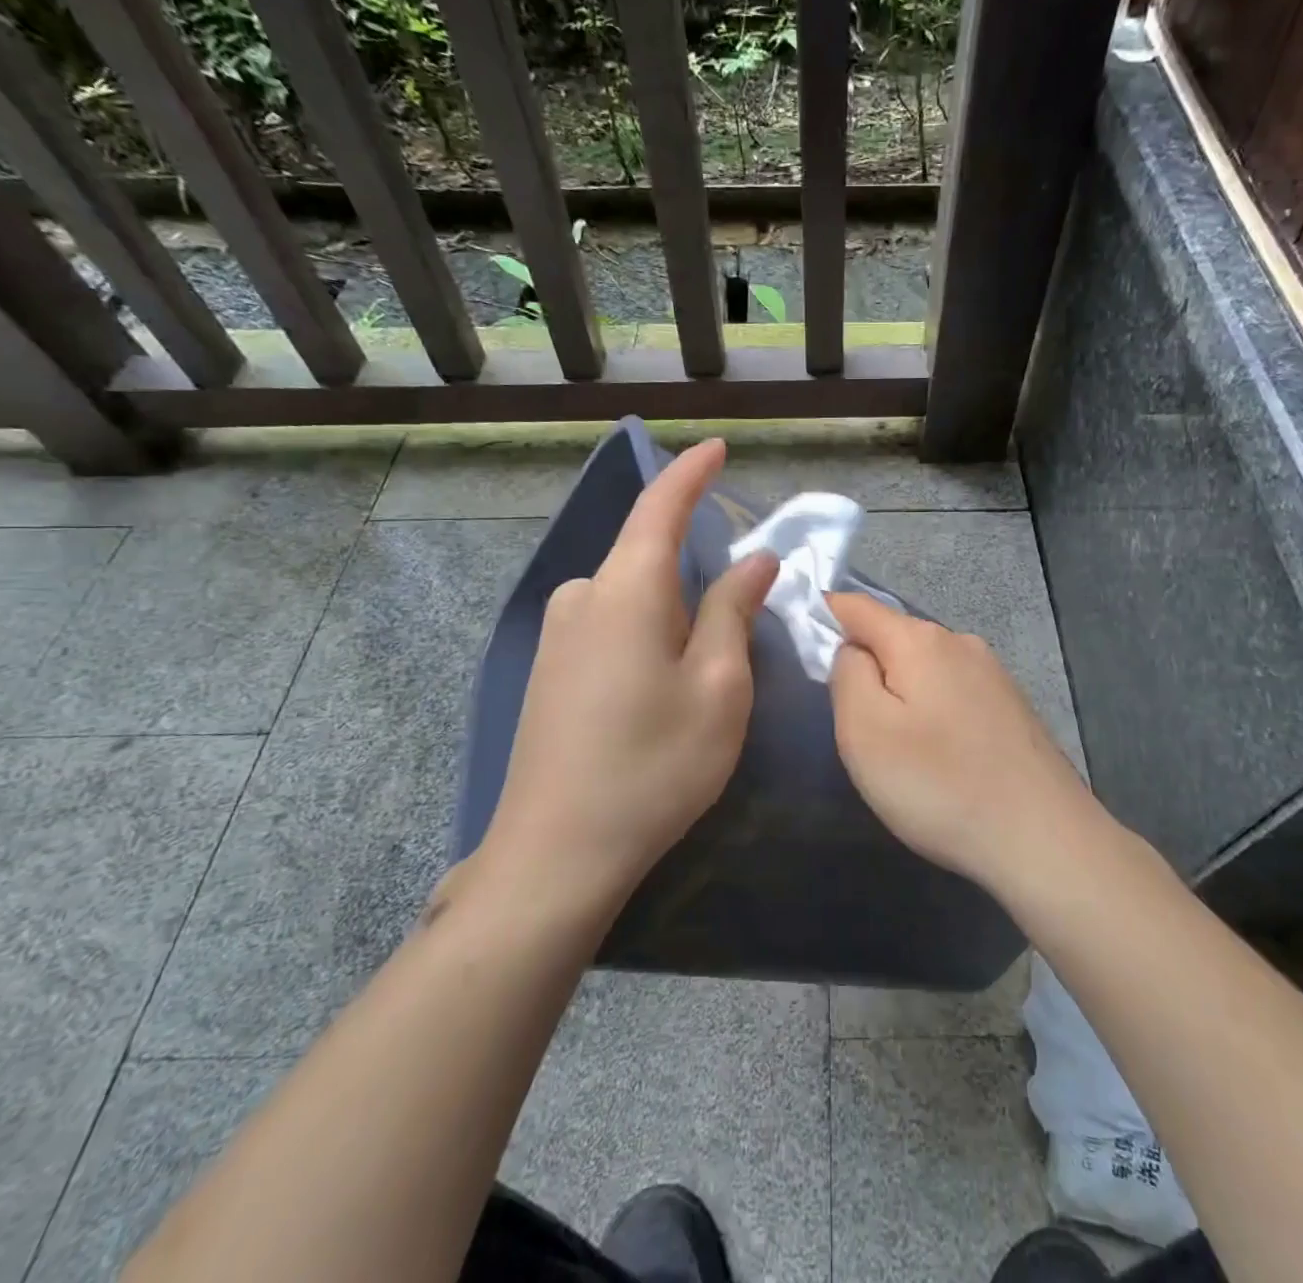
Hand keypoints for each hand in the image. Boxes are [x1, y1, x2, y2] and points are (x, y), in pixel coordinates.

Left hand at [472, 440, 778, 908]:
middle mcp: (582, 597)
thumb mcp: (717, 688)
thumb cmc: (654, 766)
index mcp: (626, 590)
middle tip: (733, 635)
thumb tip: (755, 560)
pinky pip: (608, 627)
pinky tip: (654, 694)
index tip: (716, 447)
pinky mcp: (547, 671)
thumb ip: (733, 612)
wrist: (555, 855)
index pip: (660, 508)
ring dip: (671, 617)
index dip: (691, 474)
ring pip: (631, 599)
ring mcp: (557, 636)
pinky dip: (644, 637)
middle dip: (695, 579)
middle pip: (649, 561)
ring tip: (696, 680)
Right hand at [827, 591, 1097, 892]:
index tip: (802, 644)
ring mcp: (993, 673)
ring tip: (899, 748)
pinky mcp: (1011, 706)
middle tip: (855, 725)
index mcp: (919, 640)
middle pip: (893, 637)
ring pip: (925, 666)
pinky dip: (933, 710)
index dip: (823, 616)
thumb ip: (847, 674)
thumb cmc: (940, 784)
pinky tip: (941, 755)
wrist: (1043, 838)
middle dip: (866, 667)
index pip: (856, 606)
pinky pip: (953, 691)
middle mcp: (960, 642)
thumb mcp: (865, 731)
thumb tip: (851, 649)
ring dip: (901, 692)